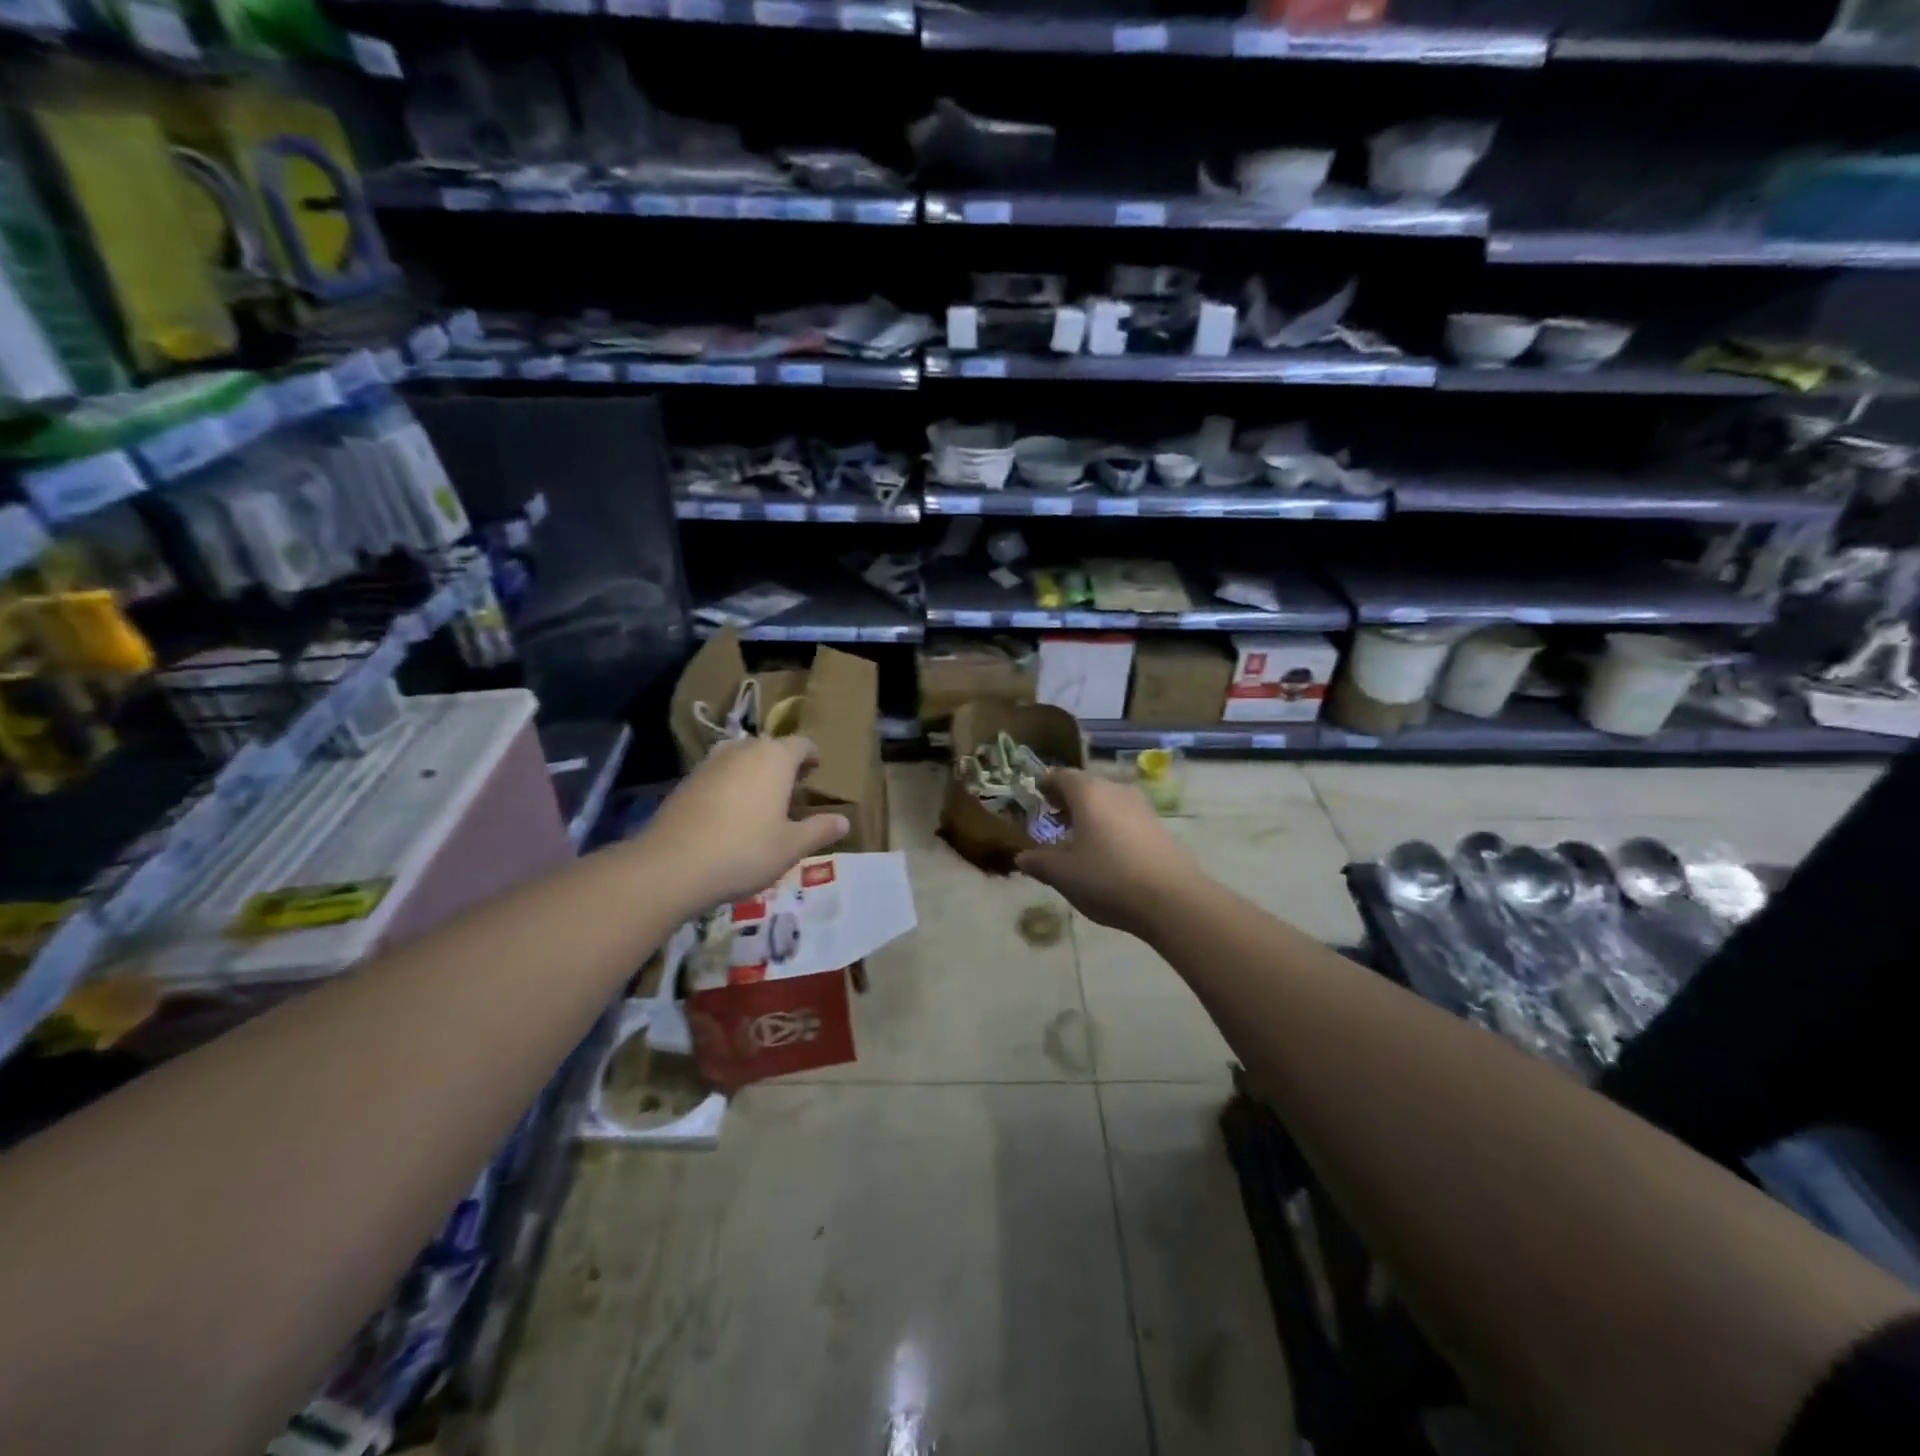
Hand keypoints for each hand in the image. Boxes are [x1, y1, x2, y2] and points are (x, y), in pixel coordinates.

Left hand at [641, 736, 848, 908]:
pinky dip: (729, 787)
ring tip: (761, 803)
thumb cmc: (745, 851)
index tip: (816, 774)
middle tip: (792, 793)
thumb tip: (844, 820)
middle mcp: (743, 749)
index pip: (802, 744)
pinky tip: (729, 816)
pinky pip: (718, 775)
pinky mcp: (687, 781)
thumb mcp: (791, 846)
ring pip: (741, 760)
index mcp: (775, 757)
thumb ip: (819, 829)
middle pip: (770, 748)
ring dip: (754, 775)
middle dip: (783, 766)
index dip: (812, 758)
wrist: (671, 866)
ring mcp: (710, 762)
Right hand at [1016, 769, 1202, 937]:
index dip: (1047, 784)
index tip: (1037, 794)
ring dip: (1091, 812)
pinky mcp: (1158, 826)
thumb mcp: (1063, 875)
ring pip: (1108, 800)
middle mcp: (1115, 790)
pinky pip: (1125, 816)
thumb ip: (1039, 862)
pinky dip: (1110, 823)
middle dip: (1068, 798)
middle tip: (1053, 816)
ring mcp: (1141, 806)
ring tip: (1078, 835)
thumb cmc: (1108, 879)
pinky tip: (1106, 849)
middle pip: (1087, 785)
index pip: (1062, 776)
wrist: (1172, 899)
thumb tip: (1022, 857)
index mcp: (1088, 793)